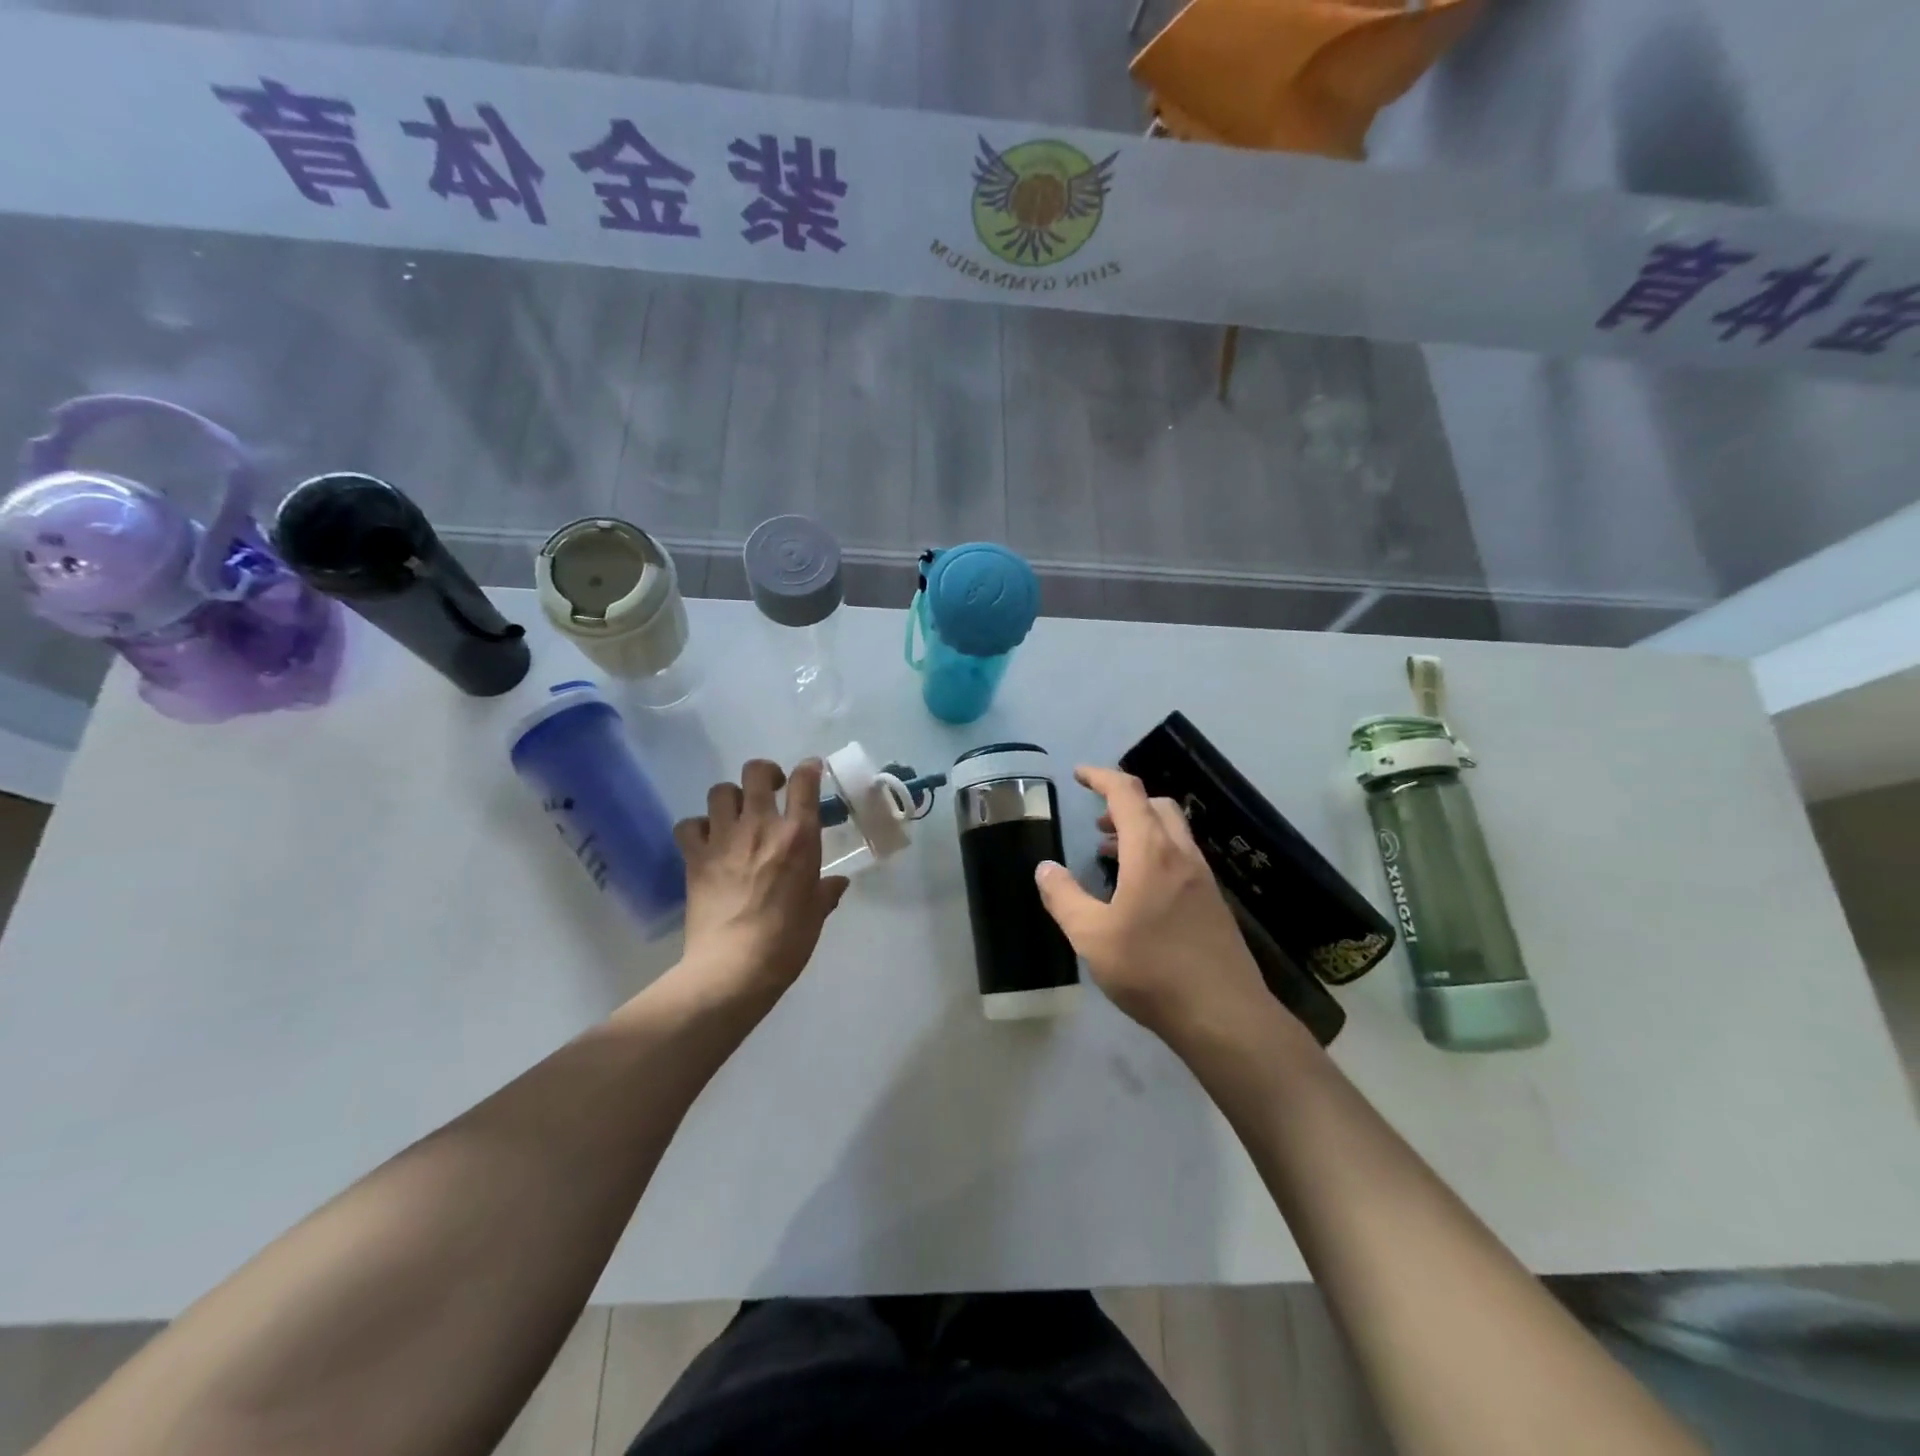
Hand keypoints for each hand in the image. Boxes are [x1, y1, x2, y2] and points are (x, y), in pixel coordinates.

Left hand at [672, 759, 848, 1002]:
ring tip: (736, 814)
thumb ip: (826, 892)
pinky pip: (688, 825)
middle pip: (757, 772)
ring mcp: (723, 839)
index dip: (809, 768)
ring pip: (720, 791)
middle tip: (771, 788)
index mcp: (798, 837)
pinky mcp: (695, 858)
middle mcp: (760, 826)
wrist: (734, 967)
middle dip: (766, 772)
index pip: (805, 782)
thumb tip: (837, 883)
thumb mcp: (816, 914)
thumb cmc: (787, 941)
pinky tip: (706, 840)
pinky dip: (697, 827)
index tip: (811, 769)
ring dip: (730, 797)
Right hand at [1035, 766, 1272, 1053]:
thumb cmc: (1151, 970)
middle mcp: (1182, 855)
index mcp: (1151, 852)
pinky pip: (1181, 858)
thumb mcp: (1091, 936)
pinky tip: (1139, 891)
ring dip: (1141, 829)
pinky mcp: (1213, 903)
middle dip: (1124, 803)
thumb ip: (1063, 897)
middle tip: (1097, 822)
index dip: (1101, 777)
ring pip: (1172, 832)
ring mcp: (1203, 878)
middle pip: (1156, 805)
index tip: (1079, 775)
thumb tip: (1045, 868)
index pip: (1127, 793)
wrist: (1223, 1015)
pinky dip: (1156, 853)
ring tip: (1109, 854)